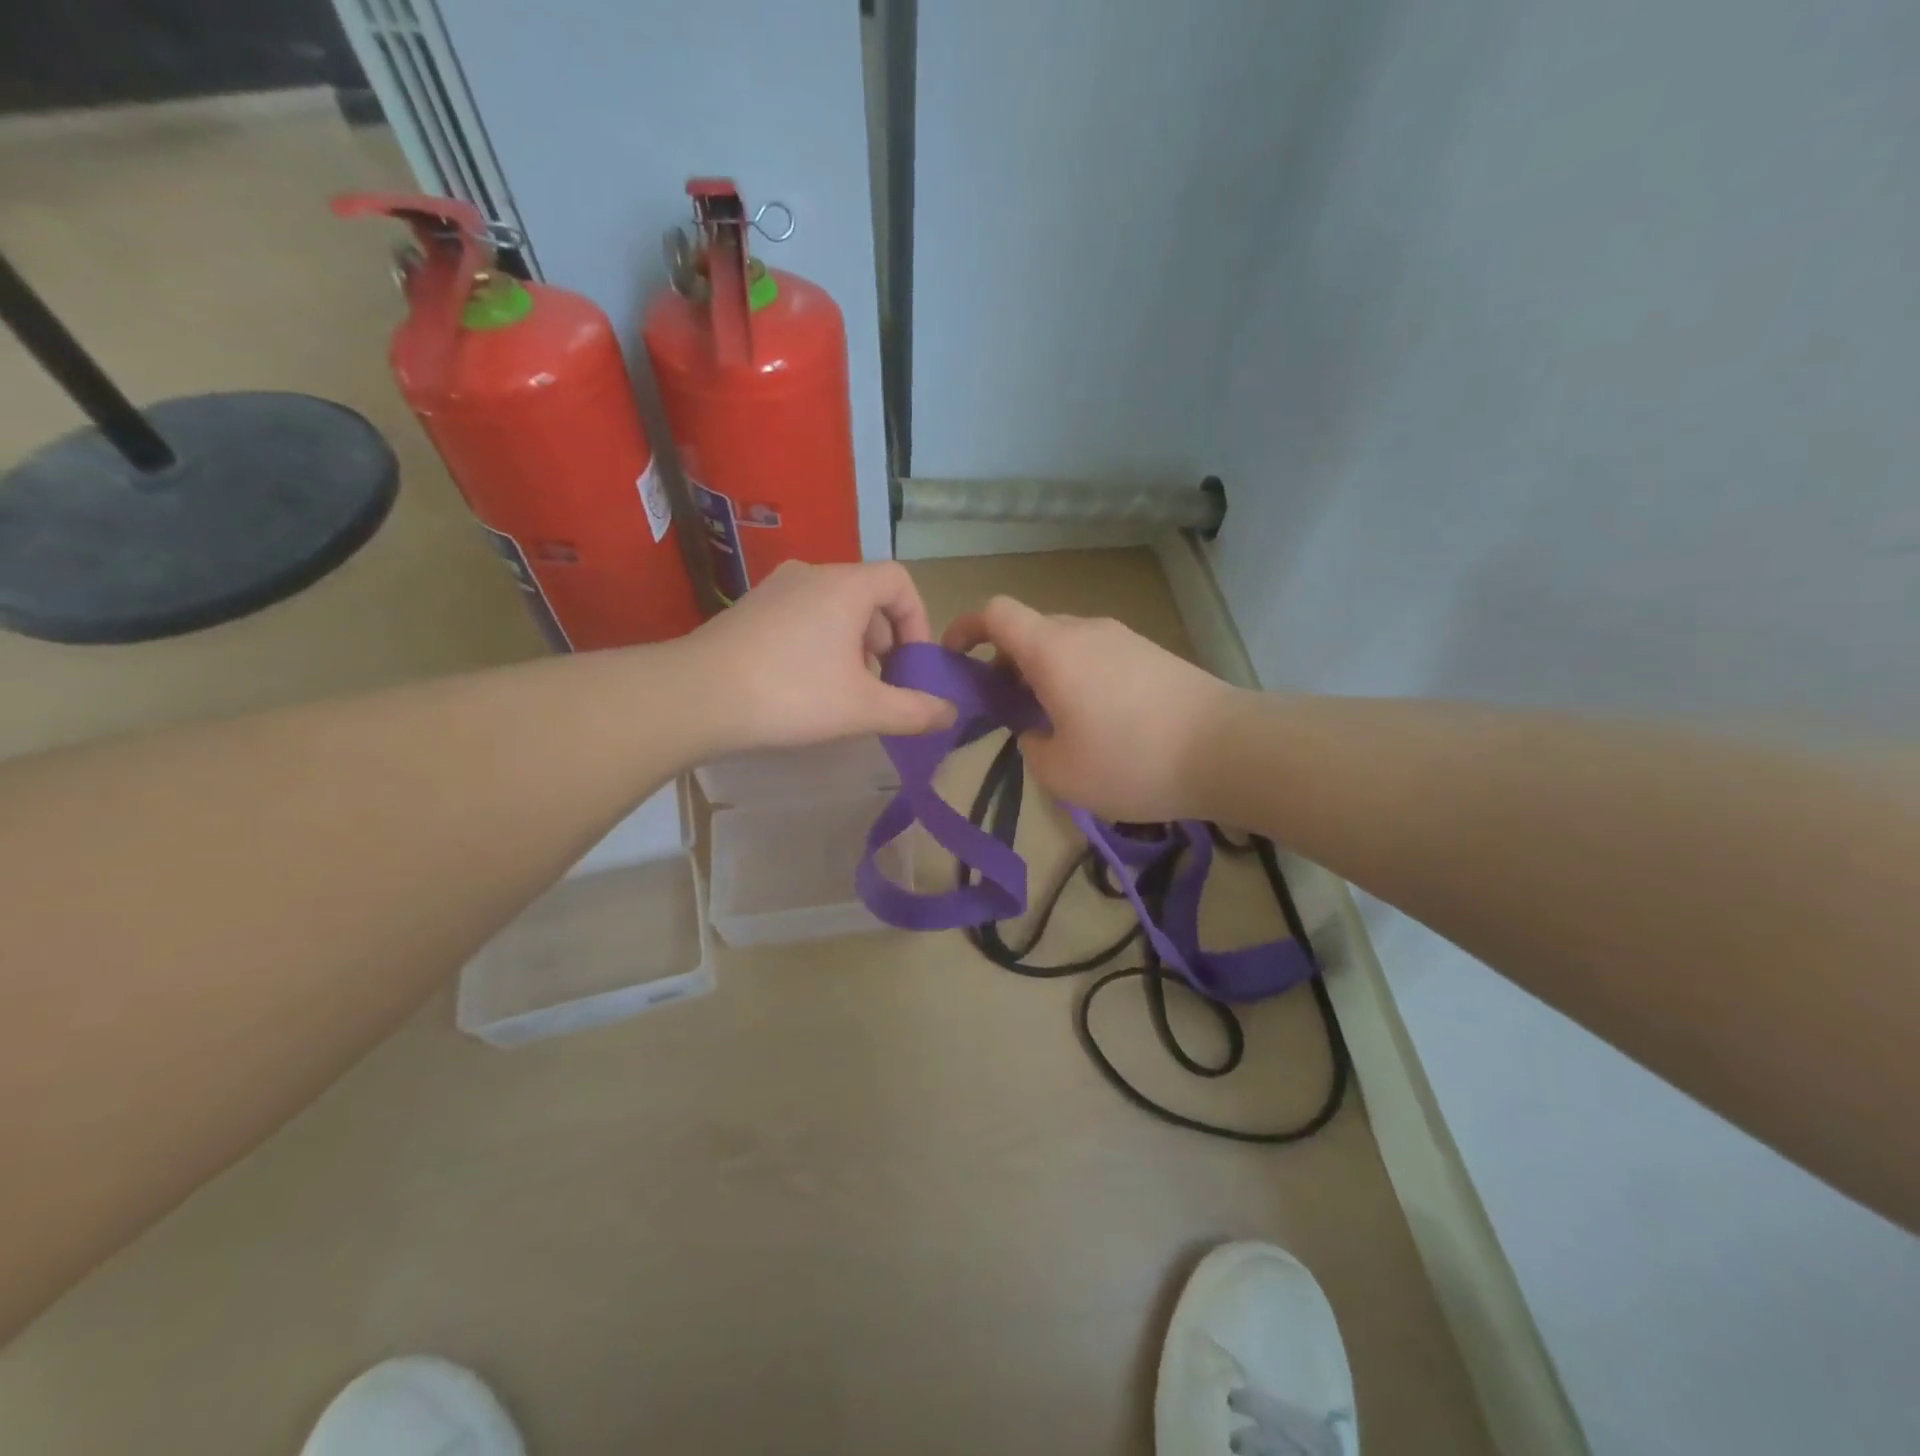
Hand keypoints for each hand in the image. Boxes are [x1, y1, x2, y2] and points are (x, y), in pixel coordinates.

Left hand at [687, 560, 955, 751]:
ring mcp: (774, 589)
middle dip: (885, 641)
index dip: (918, 620)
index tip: (913, 664)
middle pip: (867, 596)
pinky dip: (820, 645)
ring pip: (833, 609)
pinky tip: (806, 688)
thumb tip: (951, 714)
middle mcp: (811, 574)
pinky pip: (802, 618)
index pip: (900, 581)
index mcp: (845, 585)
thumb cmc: (791, 694)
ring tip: (846, 692)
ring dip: (853, 646)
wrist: (695, 697)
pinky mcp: (748, 611)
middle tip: (882, 685)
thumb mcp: (863, 708)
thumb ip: (914, 710)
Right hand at [942, 596, 1237, 821]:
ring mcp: (1123, 638)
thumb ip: (1030, 746)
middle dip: (1005, 664)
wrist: (1229, 750)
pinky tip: (1098, 724)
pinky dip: (1079, 679)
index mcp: (1051, 649)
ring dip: (1045, 674)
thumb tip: (1037, 730)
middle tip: (1005, 711)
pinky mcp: (1153, 654)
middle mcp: (1084, 631)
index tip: (954, 660)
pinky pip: (1098, 657)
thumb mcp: (1060, 772)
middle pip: (1030, 631)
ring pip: (1066, 645)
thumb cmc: (1131, 760)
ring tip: (1053, 724)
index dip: (965, 628)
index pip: (995, 612)